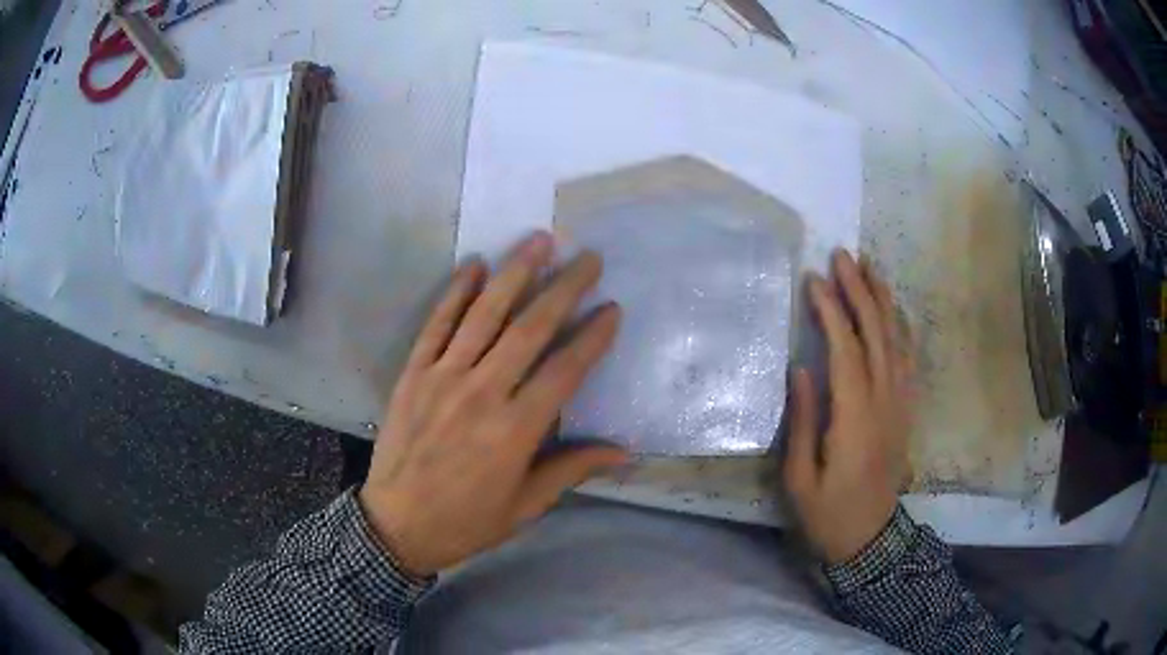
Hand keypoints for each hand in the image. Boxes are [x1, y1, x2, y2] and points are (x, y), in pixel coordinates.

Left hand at [359, 232, 627, 576]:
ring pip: (484, 315)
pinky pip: (437, 325)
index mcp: (515, 431)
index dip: (592, 336)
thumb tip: (625, 452)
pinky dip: (455, 292)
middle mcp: (482, 393)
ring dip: (514, 274)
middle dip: (564, 288)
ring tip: (538, 241)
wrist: (395, 525)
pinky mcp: (414, 373)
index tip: (612, 308)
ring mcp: (443, 378)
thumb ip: (572, 470)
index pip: (565, 370)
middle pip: (530, 330)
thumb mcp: (526, 505)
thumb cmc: (467, 521)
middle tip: (587, 258)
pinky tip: (474, 265)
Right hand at [784, 249, 914, 564]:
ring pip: (896, 340)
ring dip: (883, 301)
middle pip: (876, 335)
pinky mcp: (906, 409)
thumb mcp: (800, 478)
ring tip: (870, 267)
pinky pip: (908, 359)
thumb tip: (800, 369)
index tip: (814, 280)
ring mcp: (900, 404)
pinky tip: (893, 310)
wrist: (870, 539)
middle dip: (860, 291)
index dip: (832, 312)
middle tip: (843, 256)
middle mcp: (884, 402)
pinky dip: (901, 328)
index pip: (846, 350)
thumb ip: (804, 421)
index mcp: (855, 418)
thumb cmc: (828, 513)